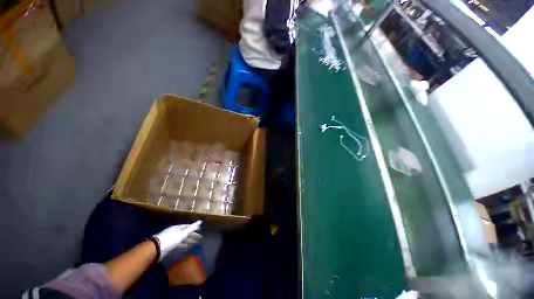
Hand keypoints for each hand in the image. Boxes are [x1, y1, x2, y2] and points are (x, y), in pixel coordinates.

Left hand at [154, 221, 201, 260]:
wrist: (155, 249)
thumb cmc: (170, 240)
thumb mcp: (182, 234)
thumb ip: (191, 228)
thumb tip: (200, 221)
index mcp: (178, 227)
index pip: (188, 226)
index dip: (194, 228)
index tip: (200, 230)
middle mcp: (174, 232)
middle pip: (185, 232)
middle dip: (193, 235)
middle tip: (200, 238)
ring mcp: (171, 238)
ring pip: (182, 238)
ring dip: (189, 240)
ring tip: (195, 243)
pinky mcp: (168, 245)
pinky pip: (178, 244)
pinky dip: (183, 245)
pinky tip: (186, 247)